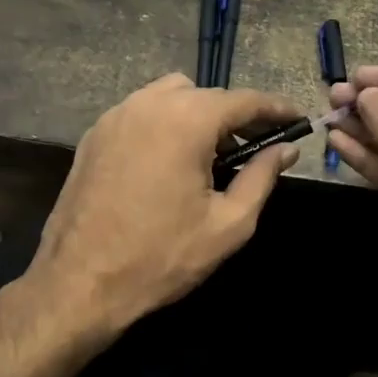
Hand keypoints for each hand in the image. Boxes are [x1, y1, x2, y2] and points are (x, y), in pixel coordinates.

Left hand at [29, 75, 301, 345]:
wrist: (80, 282)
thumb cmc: (161, 256)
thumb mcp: (228, 224)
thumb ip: (261, 177)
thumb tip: (285, 149)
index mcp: (186, 120)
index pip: (244, 100)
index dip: (276, 109)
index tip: (297, 120)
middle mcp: (149, 104)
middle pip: (205, 94)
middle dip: (234, 115)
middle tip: (254, 148)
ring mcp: (115, 116)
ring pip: (169, 96)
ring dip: (196, 115)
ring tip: (208, 156)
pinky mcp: (93, 135)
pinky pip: (140, 113)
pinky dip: (163, 124)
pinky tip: (168, 162)